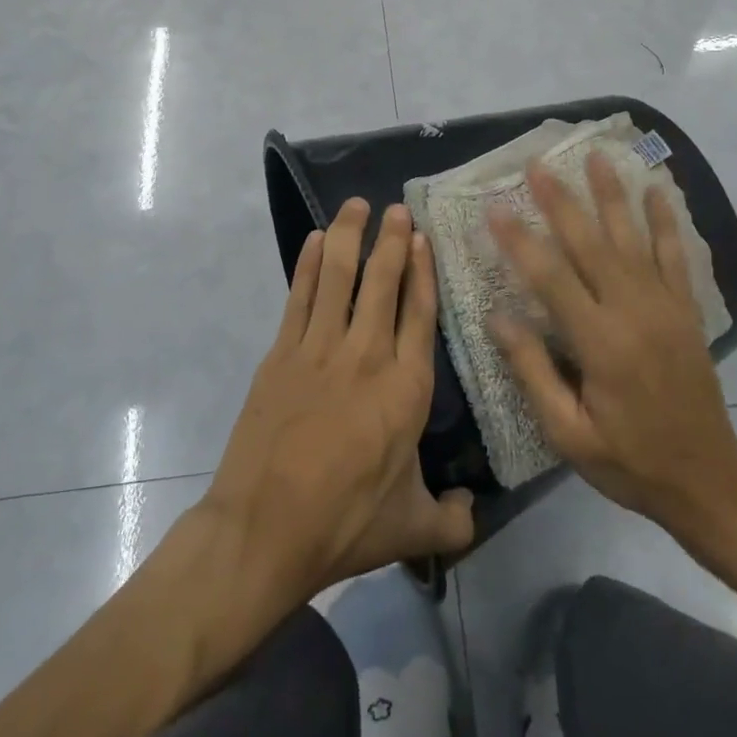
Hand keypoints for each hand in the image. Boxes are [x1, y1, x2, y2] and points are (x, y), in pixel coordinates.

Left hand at [201, 199, 474, 603]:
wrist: (266, 530)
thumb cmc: (345, 523)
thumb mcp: (412, 529)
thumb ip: (453, 518)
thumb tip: (471, 510)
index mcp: (407, 389)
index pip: (420, 313)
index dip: (422, 271)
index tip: (423, 239)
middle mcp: (367, 356)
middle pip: (382, 283)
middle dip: (391, 241)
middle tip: (397, 209)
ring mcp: (320, 350)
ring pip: (339, 278)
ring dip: (349, 237)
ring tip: (357, 206)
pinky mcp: (281, 354)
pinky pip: (300, 297)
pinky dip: (309, 265)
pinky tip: (314, 240)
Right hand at [487, 152, 736, 540]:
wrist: (708, 481)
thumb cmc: (628, 461)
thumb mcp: (568, 432)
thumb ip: (532, 370)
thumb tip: (497, 316)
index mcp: (601, 343)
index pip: (551, 278)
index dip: (520, 241)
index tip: (495, 209)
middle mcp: (634, 312)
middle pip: (591, 244)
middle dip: (561, 201)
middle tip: (537, 164)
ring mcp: (666, 307)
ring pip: (633, 238)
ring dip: (612, 195)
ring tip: (596, 157)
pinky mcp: (686, 311)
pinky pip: (675, 256)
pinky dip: (665, 222)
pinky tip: (657, 191)